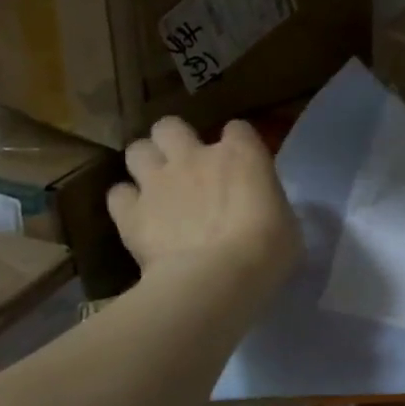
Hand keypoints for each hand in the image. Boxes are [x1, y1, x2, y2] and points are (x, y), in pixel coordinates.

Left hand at [107, 117, 302, 296]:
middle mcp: (194, 157)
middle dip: (175, 140)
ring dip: (147, 164)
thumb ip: (266, 203)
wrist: (217, 279)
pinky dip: (127, 202)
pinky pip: (118, 194)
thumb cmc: (268, 251)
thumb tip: (259, 209)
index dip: (237, 143)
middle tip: (186, 164)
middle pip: (170, 126)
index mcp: (241, 155)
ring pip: (137, 150)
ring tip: (157, 186)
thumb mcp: (285, 221)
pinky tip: (139, 217)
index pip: (238, 129)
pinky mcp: (130, 212)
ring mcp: (157, 182)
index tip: (241, 163)